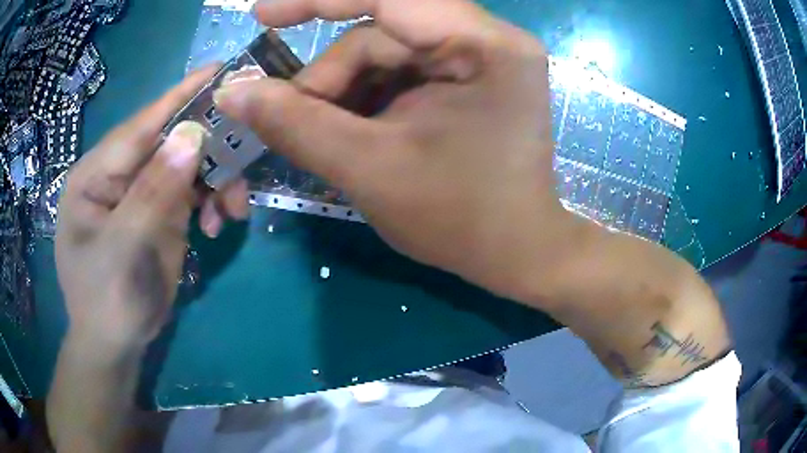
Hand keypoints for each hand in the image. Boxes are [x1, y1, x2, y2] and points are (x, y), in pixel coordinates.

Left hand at [55, 67, 249, 350]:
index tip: (221, 70)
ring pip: (189, 165)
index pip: (141, 125)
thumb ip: (152, 192)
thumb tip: (190, 135)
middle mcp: (120, 174)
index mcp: (96, 174)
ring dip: (217, 181)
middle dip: (211, 150)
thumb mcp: (123, 250)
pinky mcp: (159, 211)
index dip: (181, 96)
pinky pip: (194, 191)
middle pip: (171, 142)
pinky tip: (220, 224)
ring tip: (234, 211)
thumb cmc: (106, 301)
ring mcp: (141, 192)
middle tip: (247, 159)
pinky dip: (213, 202)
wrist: (116, 344)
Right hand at [215, 0, 576, 299]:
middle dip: (330, 78)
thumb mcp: (369, 169)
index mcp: (486, 46)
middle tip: (292, 119)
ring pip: (386, 55)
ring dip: (344, 93)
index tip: (264, 13)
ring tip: (326, 136)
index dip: (319, 0)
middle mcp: (489, 40)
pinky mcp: (468, 80)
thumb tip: (232, 92)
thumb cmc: (460, 220)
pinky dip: (366, 98)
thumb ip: (295, 124)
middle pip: (383, 34)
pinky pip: (401, 73)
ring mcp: (480, 59)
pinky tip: (353, 130)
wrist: (515, 252)